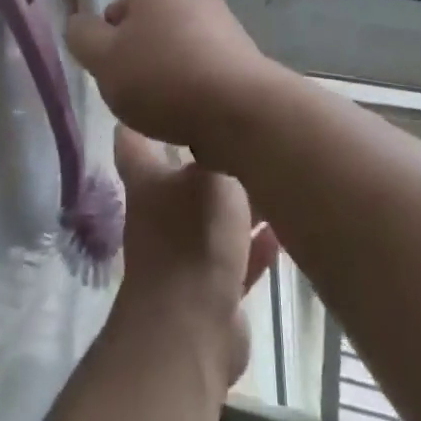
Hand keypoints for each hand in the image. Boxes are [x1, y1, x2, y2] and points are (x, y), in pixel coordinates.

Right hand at [64, 0, 275, 163]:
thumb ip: (84, 37)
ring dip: (151, 37)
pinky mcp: (237, 52)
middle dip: (127, 10)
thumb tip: (80, 22)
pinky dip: (176, 58)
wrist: (242, 110)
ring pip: (176, 19)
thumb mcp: (106, 61)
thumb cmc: (164, 76)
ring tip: (134, 77)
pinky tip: (168, 96)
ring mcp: (220, 21)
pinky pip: (196, 44)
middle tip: (107, 43)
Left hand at [112, 126, 279, 387]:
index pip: (136, 139)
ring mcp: (184, 254)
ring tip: (277, 182)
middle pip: (185, 178)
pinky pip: (237, 258)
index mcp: (147, 180)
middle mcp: (160, 213)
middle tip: (247, 136)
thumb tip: (224, 127)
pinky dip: (257, 246)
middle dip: (212, 161)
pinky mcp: (211, 290)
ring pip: (215, 219)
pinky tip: (284, 232)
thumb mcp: (213, 176)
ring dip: (242, 206)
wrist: (191, 326)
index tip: (163, 94)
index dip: (145, 117)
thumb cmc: (193, 235)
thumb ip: (219, 150)